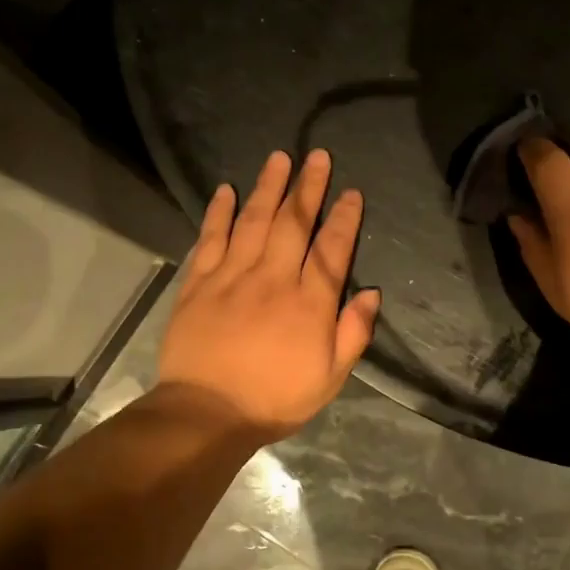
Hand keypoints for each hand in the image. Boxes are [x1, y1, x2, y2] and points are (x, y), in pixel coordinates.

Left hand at [157, 148, 380, 441]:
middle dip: (308, 187)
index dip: (344, 218)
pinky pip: (210, 239)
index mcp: (309, 303)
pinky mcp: (199, 283)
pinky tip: (226, 190)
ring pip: (253, 221)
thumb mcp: (330, 378)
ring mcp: (232, 276)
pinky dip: (218, 213)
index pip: (332, 249)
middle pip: (293, 223)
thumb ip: (353, 333)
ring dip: (268, 187)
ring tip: (279, 158)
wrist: (207, 413)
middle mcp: (273, 278)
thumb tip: (371, 293)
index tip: (352, 193)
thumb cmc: (275, 399)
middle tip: (317, 156)